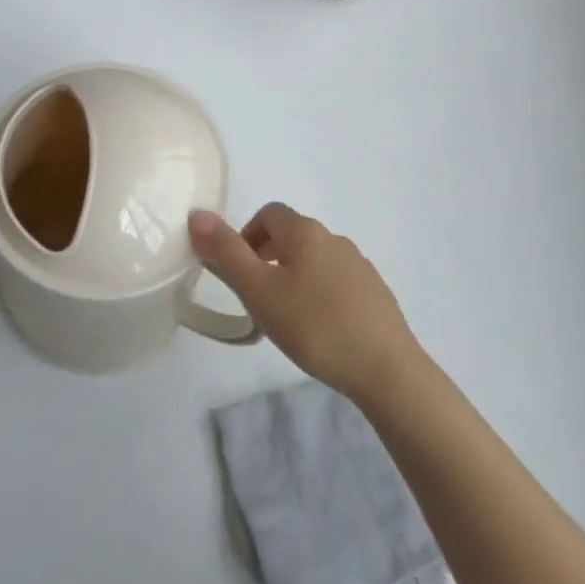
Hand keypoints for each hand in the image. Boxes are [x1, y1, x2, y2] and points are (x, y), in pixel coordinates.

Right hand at [190, 204, 424, 407]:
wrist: (387, 369)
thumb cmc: (315, 325)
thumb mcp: (259, 291)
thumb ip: (226, 252)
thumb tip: (197, 214)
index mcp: (305, 232)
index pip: (268, 213)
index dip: (246, 235)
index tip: (238, 272)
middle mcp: (334, 239)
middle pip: (291, 235)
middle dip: (267, 258)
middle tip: (256, 298)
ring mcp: (359, 266)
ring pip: (314, 260)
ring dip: (293, 277)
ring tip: (286, 319)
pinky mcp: (375, 294)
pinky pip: (337, 283)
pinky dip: (320, 296)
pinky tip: (320, 331)